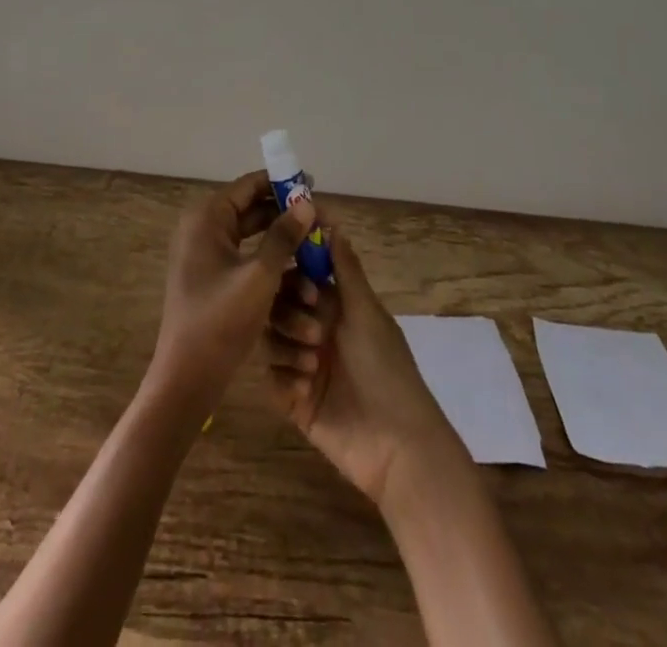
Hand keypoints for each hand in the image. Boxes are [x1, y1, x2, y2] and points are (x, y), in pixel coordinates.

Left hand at [149, 171, 315, 414]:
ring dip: (280, 239)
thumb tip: (307, 203)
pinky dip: (268, 259)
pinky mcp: (210, 277)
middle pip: (250, 209)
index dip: (281, 183)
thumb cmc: (221, 321)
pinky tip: (297, 268)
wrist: (187, 378)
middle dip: (285, 214)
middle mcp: (202, 228)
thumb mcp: (260, 276)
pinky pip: (244, 256)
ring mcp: (204, 254)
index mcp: (206, 218)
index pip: (248, 186)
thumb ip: (284, 236)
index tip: (313, 185)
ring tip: (315, 243)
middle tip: (320, 219)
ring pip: (250, 235)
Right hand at [265, 223, 463, 506]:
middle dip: (290, 314)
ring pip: (271, 338)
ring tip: (313, 367)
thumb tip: (331, 222)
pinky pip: (270, 377)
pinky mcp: (293, 399)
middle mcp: (316, 330)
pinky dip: (284, 379)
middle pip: (279, 305)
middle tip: (315, 334)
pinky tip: (305, 390)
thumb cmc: (386, 369)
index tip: (300, 280)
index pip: (300, 276)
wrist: (396, 445)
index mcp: (335, 307)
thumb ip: (345, 269)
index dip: (295, 273)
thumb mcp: (367, 313)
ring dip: (288, 347)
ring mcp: (303, 365)